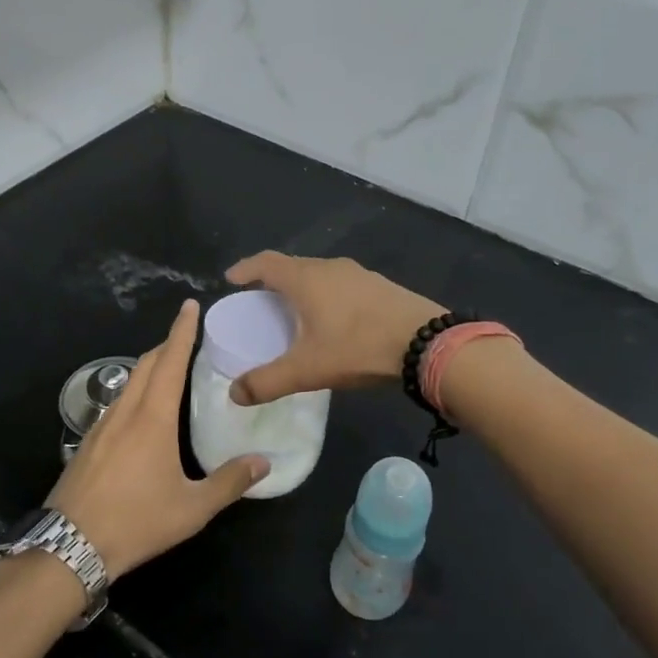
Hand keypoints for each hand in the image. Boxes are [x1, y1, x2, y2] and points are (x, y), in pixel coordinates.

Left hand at [47, 300, 267, 579]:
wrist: (71, 544)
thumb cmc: (137, 522)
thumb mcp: (192, 508)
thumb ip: (229, 482)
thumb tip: (264, 462)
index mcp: (153, 419)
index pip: (170, 362)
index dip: (181, 332)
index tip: (190, 306)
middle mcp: (125, 412)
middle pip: (146, 364)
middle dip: (166, 344)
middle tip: (188, 336)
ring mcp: (101, 426)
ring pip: (128, 382)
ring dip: (149, 367)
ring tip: (170, 369)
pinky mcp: (88, 442)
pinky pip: (117, 402)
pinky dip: (135, 390)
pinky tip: (142, 410)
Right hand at [222, 252, 445, 406]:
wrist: (427, 343)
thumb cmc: (358, 347)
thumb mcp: (307, 369)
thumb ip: (267, 382)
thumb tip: (234, 394)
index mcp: (306, 279)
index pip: (266, 263)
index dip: (245, 268)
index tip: (231, 279)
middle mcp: (330, 268)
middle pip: (292, 266)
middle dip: (272, 280)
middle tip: (260, 300)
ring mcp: (359, 274)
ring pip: (319, 274)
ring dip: (302, 287)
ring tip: (294, 310)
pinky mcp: (380, 286)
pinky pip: (341, 284)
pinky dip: (326, 294)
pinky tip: (333, 318)